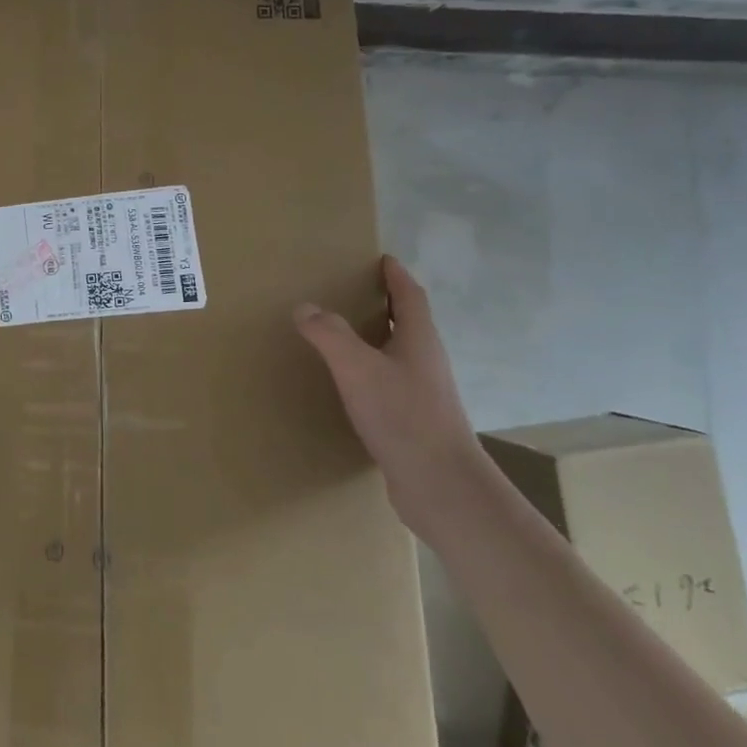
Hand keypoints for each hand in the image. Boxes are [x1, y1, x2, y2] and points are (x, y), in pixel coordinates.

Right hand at [293, 256, 485, 539]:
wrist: (441, 486)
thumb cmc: (403, 416)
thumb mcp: (357, 368)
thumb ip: (329, 334)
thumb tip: (304, 307)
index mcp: (418, 340)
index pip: (410, 296)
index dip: (396, 276)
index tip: (382, 259)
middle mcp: (426, 361)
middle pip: (408, 323)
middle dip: (385, 304)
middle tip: (353, 292)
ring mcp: (424, 393)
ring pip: (399, 354)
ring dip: (378, 339)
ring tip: (344, 334)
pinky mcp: (416, 421)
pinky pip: (391, 383)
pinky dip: (372, 371)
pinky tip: (351, 385)